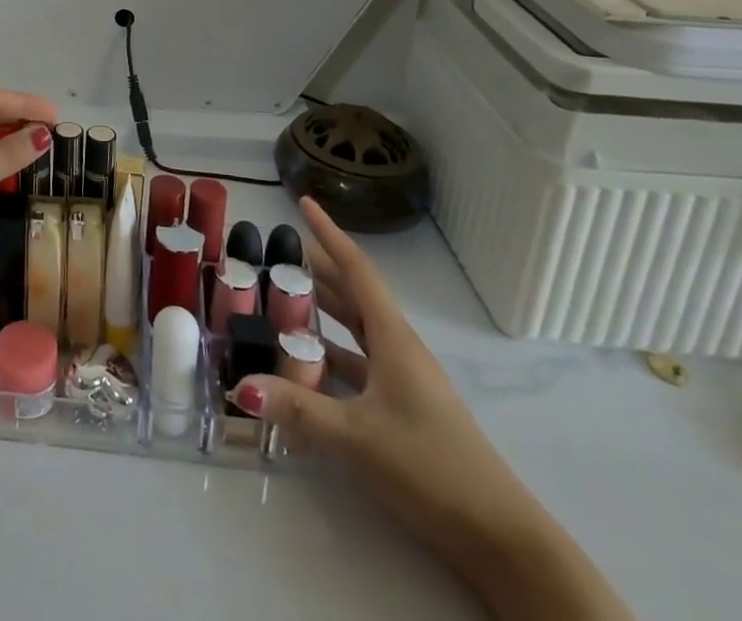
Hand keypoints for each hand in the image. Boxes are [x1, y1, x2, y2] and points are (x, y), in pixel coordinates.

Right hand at [231, 197, 550, 578]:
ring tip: (282, 299)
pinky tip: (305, 366)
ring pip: (356, 331)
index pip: (356, 270)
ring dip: (323, 312)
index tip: (304, 203)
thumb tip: (240, 384)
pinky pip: (359, 366)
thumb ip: (296, 409)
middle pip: (353, 296)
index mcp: (393, 338)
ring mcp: (404, 381)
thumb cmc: (430, 467)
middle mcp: (398, 349)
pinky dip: (330, 356)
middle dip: (318, 271)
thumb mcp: (356, 437)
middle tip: (277, 253)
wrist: (501, 538)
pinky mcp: (404, 410)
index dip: (329, 234)